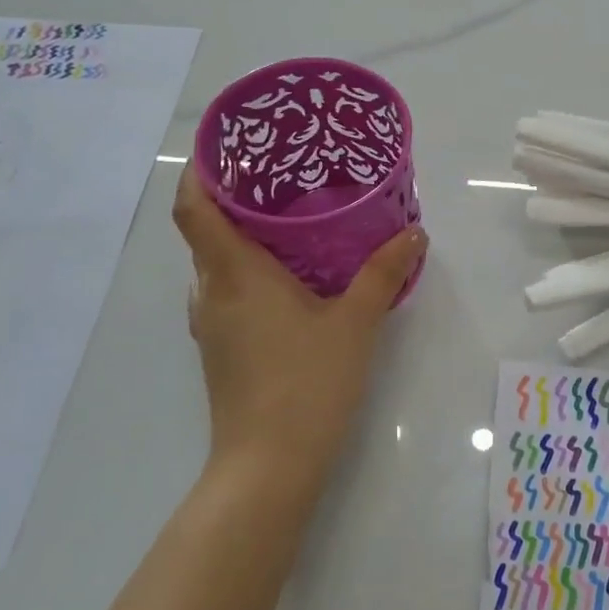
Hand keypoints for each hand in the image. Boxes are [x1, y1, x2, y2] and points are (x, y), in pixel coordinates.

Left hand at [172, 169, 426, 485]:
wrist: (268, 466)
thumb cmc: (307, 382)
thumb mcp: (355, 322)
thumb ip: (384, 273)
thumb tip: (414, 232)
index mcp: (233, 273)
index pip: (194, 207)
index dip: (201, 170)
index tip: (227, 143)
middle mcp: (212, 293)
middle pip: (205, 231)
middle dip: (235, 199)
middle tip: (283, 175)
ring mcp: (212, 325)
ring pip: (218, 265)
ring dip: (243, 238)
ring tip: (291, 221)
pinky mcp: (222, 351)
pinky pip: (229, 293)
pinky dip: (250, 273)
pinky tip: (293, 280)